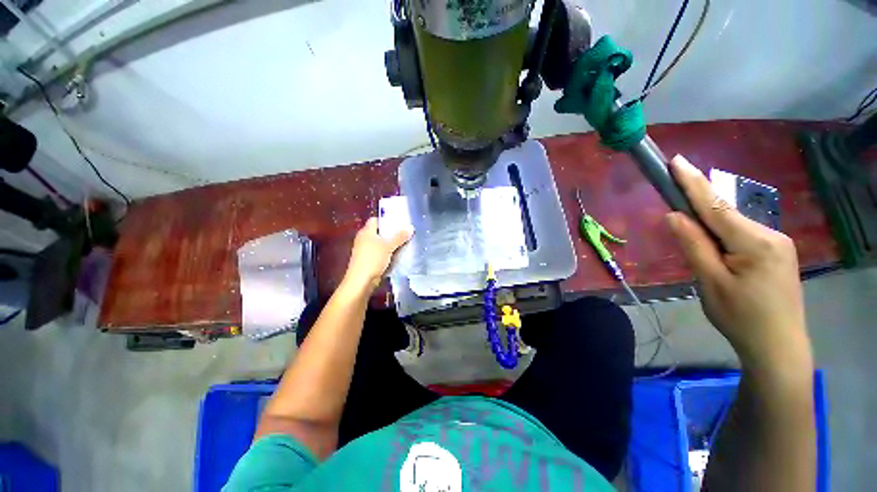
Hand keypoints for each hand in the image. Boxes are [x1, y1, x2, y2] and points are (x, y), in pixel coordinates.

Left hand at [343, 217, 411, 291]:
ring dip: (390, 244)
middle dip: (391, 233)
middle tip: (404, 233)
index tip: (399, 223)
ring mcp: (365, 250)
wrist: (361, 281)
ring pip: (380, 244)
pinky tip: (397, 256)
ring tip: (404, 244)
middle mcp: (364, 239)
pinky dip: (387, 253)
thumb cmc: (373, 259)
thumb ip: (399, 237)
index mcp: (366, 231)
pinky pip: (380, 253)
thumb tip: (410, 227)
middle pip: (379, 232)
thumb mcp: (388, 246)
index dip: (386, 220)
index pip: (376, 220)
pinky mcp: (368, 261)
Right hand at [666, 156, 811, 374]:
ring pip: (734, 224)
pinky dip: (723, 232)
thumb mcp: (711, 282)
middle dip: (698, 202)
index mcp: (755, 242)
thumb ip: (694, 246)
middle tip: (674, 189)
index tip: (677, 161)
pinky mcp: (777, 252)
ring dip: (709, 222)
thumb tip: (675, 215)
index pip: (715, 205)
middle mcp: (770, 234)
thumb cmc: (740, 317)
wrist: (778, 346)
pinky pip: (743, 234)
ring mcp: (777, 242)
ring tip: (690, 229)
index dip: (692, 183)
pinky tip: (715, 244)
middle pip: (726, 213)